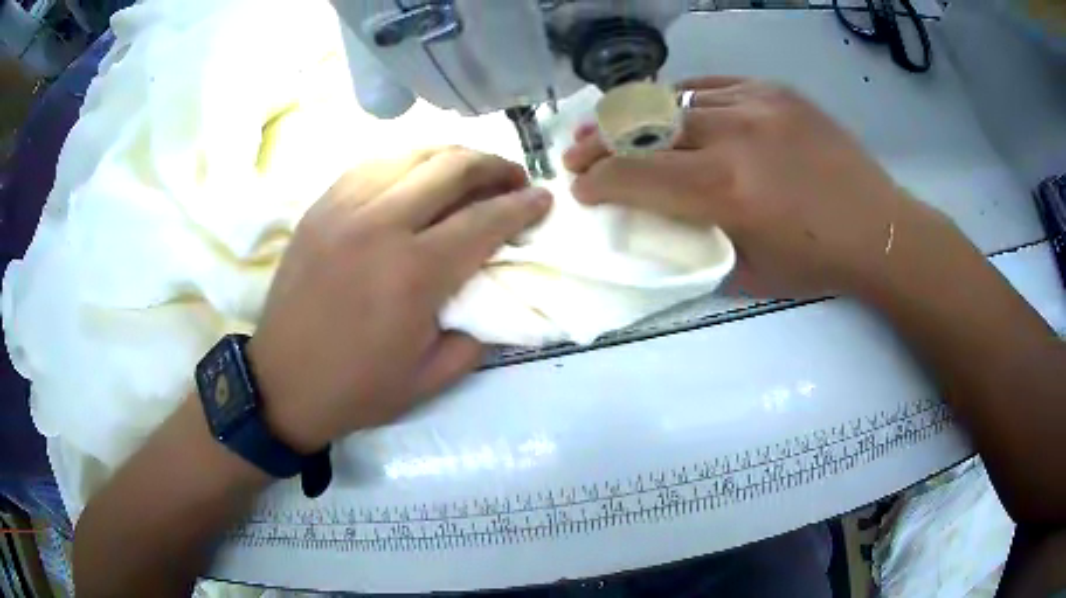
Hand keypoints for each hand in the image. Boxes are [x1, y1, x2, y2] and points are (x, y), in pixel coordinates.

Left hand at [247, 148, 551, 452]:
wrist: (281, 382)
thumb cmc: (357, 388)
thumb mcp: (432, 378)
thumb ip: (478, 334)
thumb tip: (493, 292)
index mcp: (414, 273)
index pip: (485, 219)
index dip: (523, 206)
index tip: (544, 200)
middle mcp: (381, 225)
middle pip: (453, 167)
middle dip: (496, 166)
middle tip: (514, 178)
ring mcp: (344, 209)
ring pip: (412, 155)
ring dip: (454, 156)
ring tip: (472, 171)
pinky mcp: (320, 207)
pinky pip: (373, 165)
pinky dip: (407, 163)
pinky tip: (417, 176)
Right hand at [565, 77, 940, 298]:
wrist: (879, 228)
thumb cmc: (816, 263)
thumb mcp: (748, 273)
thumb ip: (695, 241)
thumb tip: (655, 222)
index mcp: (727, 190)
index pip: (637, 175)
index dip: (599, 181)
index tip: (580, 189)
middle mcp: (734, 135)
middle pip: (645, 128)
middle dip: (600, 143)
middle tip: (576, 152)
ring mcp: (756, 103)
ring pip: (674, 100)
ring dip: (637, 118)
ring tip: (616, 128)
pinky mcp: (774, 90)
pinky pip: (710, 86)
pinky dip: (681, 101)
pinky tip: (672, 112)